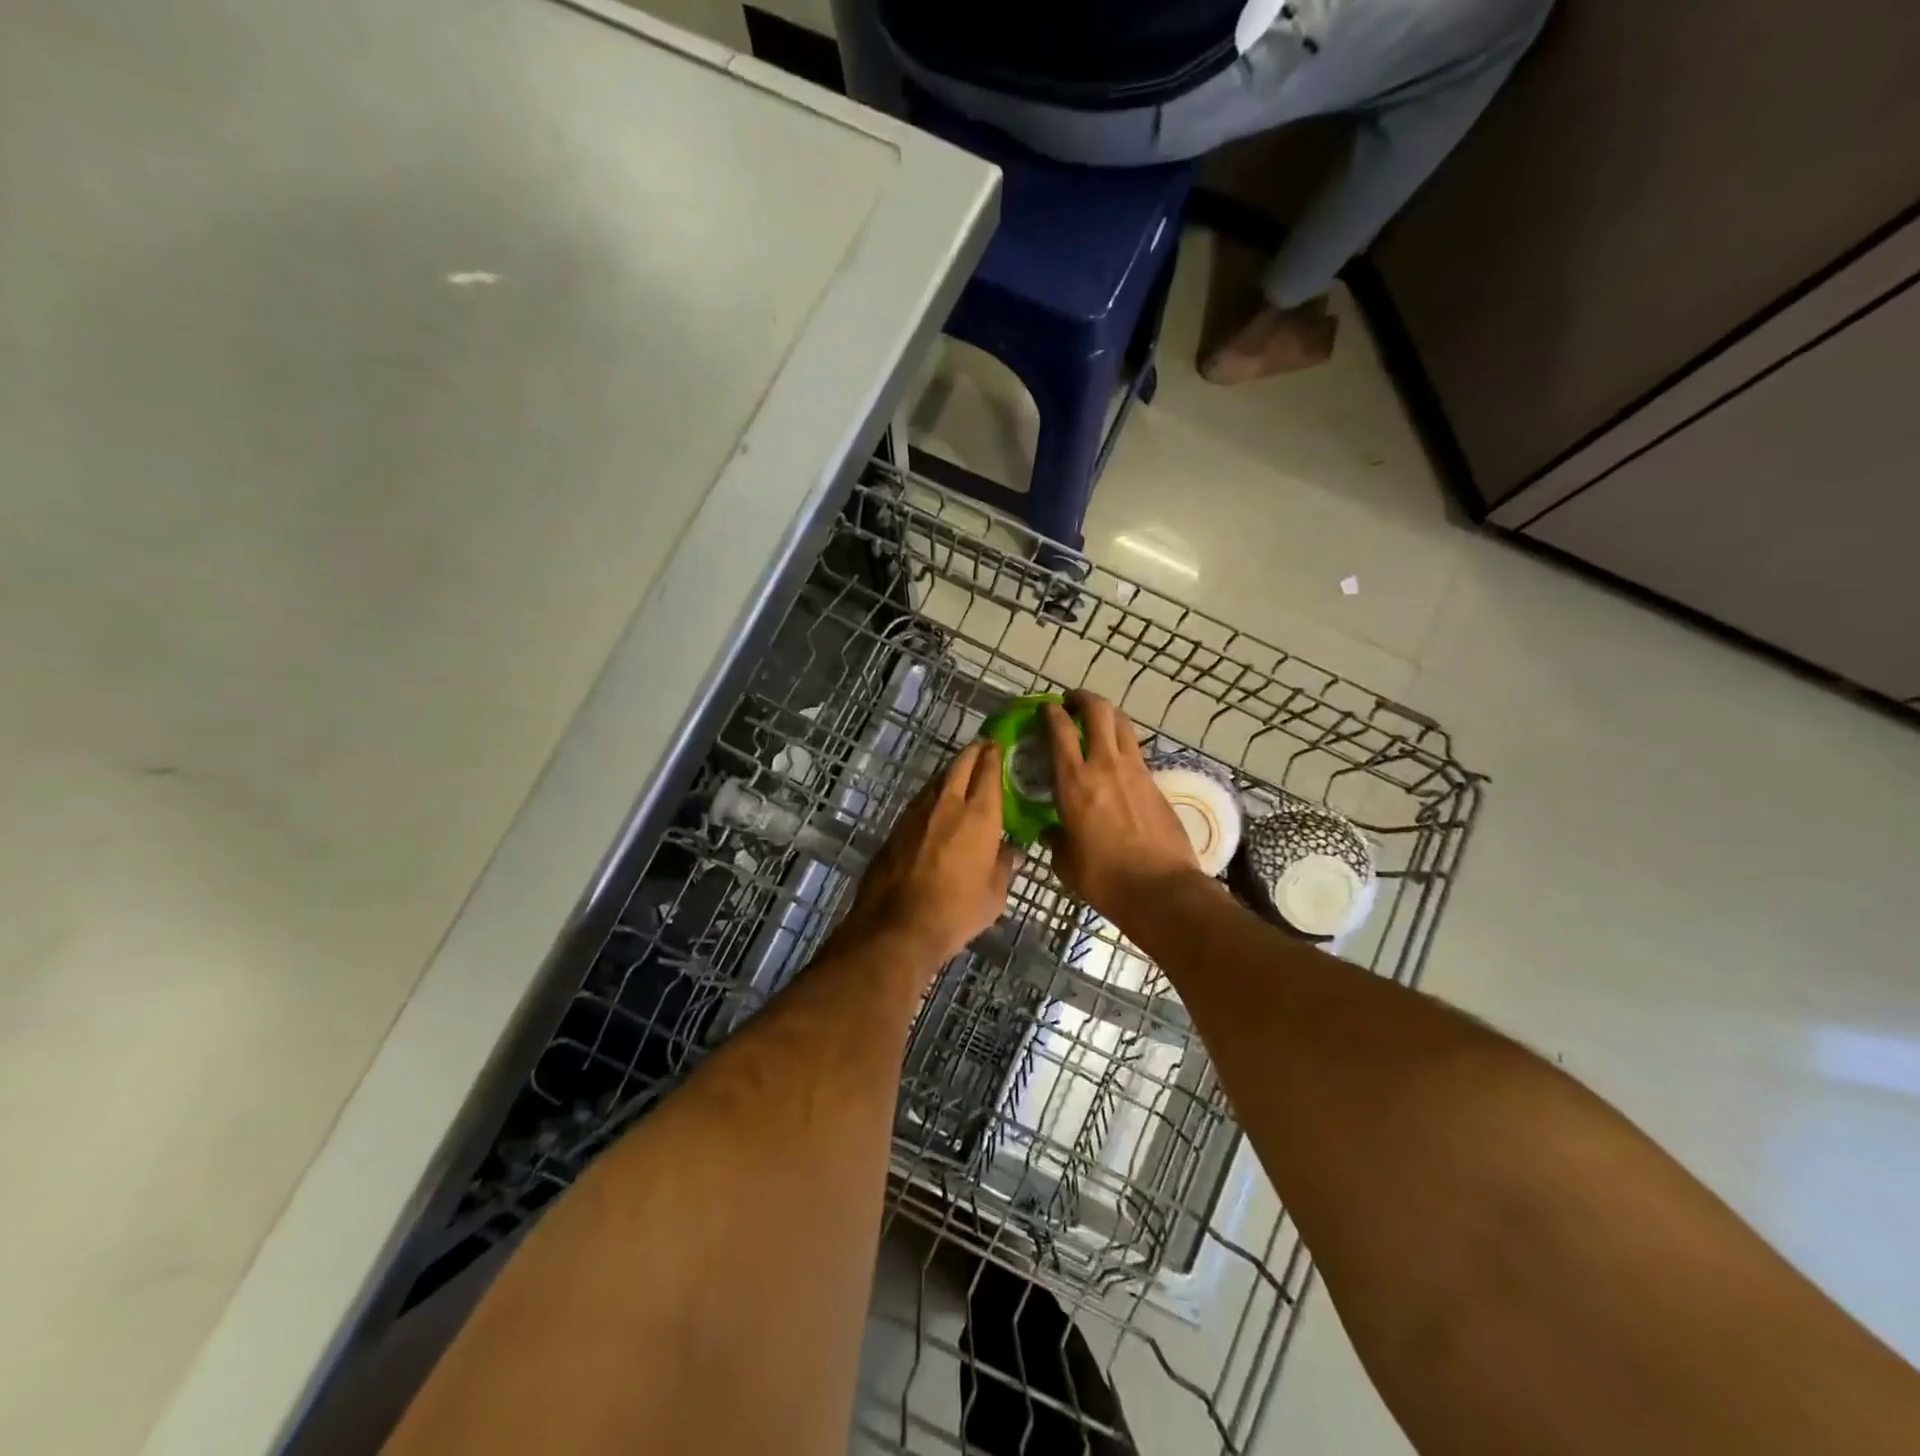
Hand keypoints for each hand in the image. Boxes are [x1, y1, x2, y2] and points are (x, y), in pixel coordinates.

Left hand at [844, 741, 1022, 966]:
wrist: (897, 925)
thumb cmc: (956, 911)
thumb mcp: (994, 895)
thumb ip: (1004, 866)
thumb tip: (1012, 852)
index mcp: (978, 815)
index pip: (989, 771)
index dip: (995, 754)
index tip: (1000, 745)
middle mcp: (947, 804)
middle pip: (960, 764)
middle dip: (973, 752)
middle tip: (983, 749)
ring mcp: (917, 812)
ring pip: (937, 779)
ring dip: (951, 772)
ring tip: (962, 774)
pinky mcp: (896, 826)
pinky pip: (920, 800)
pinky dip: (933, 795)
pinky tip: (937, 806)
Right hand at [1041, 692, 1199, 921]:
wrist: (1161, 889)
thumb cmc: (1104, 878)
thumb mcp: (1066, 862)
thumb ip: (1056, 839)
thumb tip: (1052, 831)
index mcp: (1074, 782)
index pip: (1059, 731)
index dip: (1051, 712)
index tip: (1045, 708)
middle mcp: (1105, 765)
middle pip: (1098, 711)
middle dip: (1083, 699)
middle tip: (1072, 702)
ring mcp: (1135, 771)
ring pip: (1122, 724)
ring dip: (1107, 715)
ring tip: (1096, 721)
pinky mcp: (1156, 783)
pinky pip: (1136, 750)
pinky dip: (1123, 743)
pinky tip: (1116, 759)